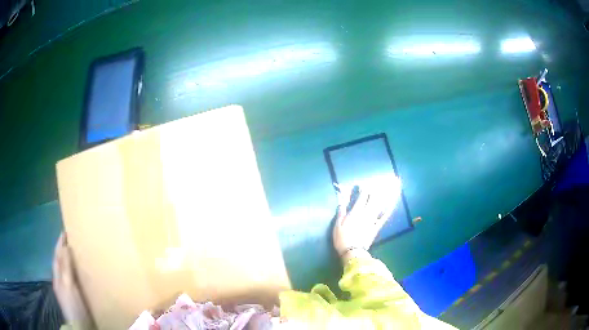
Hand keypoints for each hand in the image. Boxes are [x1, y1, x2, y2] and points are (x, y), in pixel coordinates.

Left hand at [52, 232, 94, 329]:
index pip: (57, 256)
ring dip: (69, 261)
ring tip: (76, 253)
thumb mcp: (68, 285)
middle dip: (64, 250)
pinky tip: (81, 274)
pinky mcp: (74, 297)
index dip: (59, 243)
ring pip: (66, 271)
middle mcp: (60, 281)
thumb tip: (65, 246)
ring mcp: (67, 290)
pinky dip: (75, 272)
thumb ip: (66, 267)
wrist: (80, 327)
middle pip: (60, 262)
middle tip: (72, 240)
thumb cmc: (73, 305)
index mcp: (57, 277)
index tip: (65, 231)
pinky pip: (73, 279)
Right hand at [332, 175, 401, 261]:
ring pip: (379, 206)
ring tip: (387, 188)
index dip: (363, 189)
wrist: (353, 252)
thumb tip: (342, 201)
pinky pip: (383, 218)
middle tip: (375, 185)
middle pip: (372, 199)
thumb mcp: (337, 225)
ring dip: (383, 197)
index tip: (362, 184)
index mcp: (355, 212)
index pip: (361, 197)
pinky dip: (388, 211)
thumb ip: (341, 212)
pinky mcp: (376, 227)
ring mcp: (372, 220)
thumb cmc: (342, 239)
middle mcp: (365, 214)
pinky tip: (392, 205)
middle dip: (374, 191)